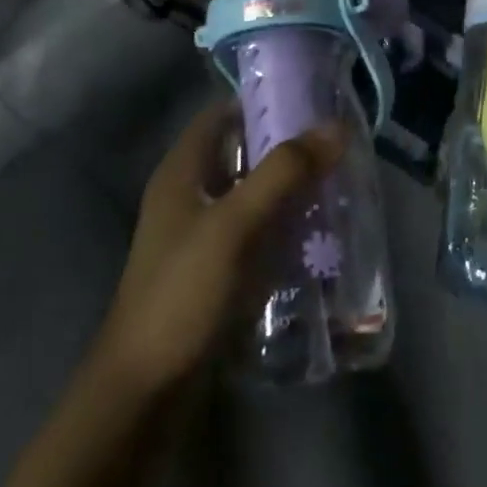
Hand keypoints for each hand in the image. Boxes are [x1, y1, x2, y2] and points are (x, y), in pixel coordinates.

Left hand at [97, 103, 343, 394]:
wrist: (146, 387)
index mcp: (182, 171)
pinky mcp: (214, 269)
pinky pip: (256, 232)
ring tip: (339, 184)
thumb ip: (284, 173)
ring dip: (290, 189)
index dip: (264, 100)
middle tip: (338, 146)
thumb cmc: (184, 292)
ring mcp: (201, 234)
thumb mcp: (235, 225)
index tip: (314, 100)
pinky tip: (319, 233)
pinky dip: (284, 226)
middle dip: (287, 148)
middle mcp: (189, 194)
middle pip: (242, 153)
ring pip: (252, 194)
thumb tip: (335, 126)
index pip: (223, 114)